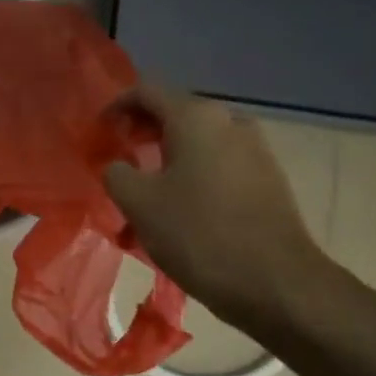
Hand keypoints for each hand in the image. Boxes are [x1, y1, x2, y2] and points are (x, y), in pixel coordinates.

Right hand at [103, 83, 330, 332]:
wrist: (276, 284)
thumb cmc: (199, 234)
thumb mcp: (138, 203)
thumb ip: (116, 173)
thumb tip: (117, 165)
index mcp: (196, 118)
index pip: (146, 91)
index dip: (116, 106)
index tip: (98, 133)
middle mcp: (230, 122)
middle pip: (174, 115)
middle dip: (141, 135)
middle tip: (117, 161)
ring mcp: (255, 151)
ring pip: (197, 145)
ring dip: (165, 162)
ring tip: (143, 196)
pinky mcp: (267, 181)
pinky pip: (218, 167)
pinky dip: (191, 179)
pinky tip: (177, 215)